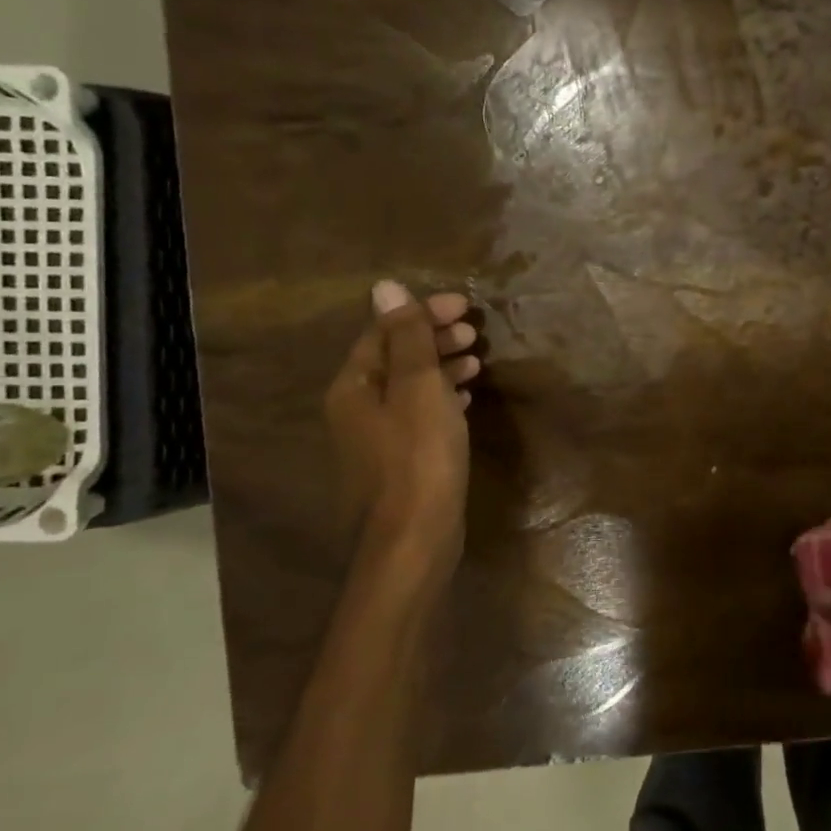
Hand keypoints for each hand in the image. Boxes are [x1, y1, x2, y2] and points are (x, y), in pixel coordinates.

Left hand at [323, 281, 482, 590]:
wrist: (412, 543)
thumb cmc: (418, 459)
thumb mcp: (419, 390)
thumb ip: (407, 338)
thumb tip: (385, 287)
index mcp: (354, 387)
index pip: (385, 332)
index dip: (423, 313)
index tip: (466, 308)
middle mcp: (356, 409)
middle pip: (394, 357)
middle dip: (433, 339)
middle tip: (474, 332)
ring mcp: (375, 439)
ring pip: (409, 387)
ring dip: (440, 368)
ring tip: (476, 361)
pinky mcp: (398, 462)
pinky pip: (418, 414)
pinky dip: (441, 398)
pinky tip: (464, 399)